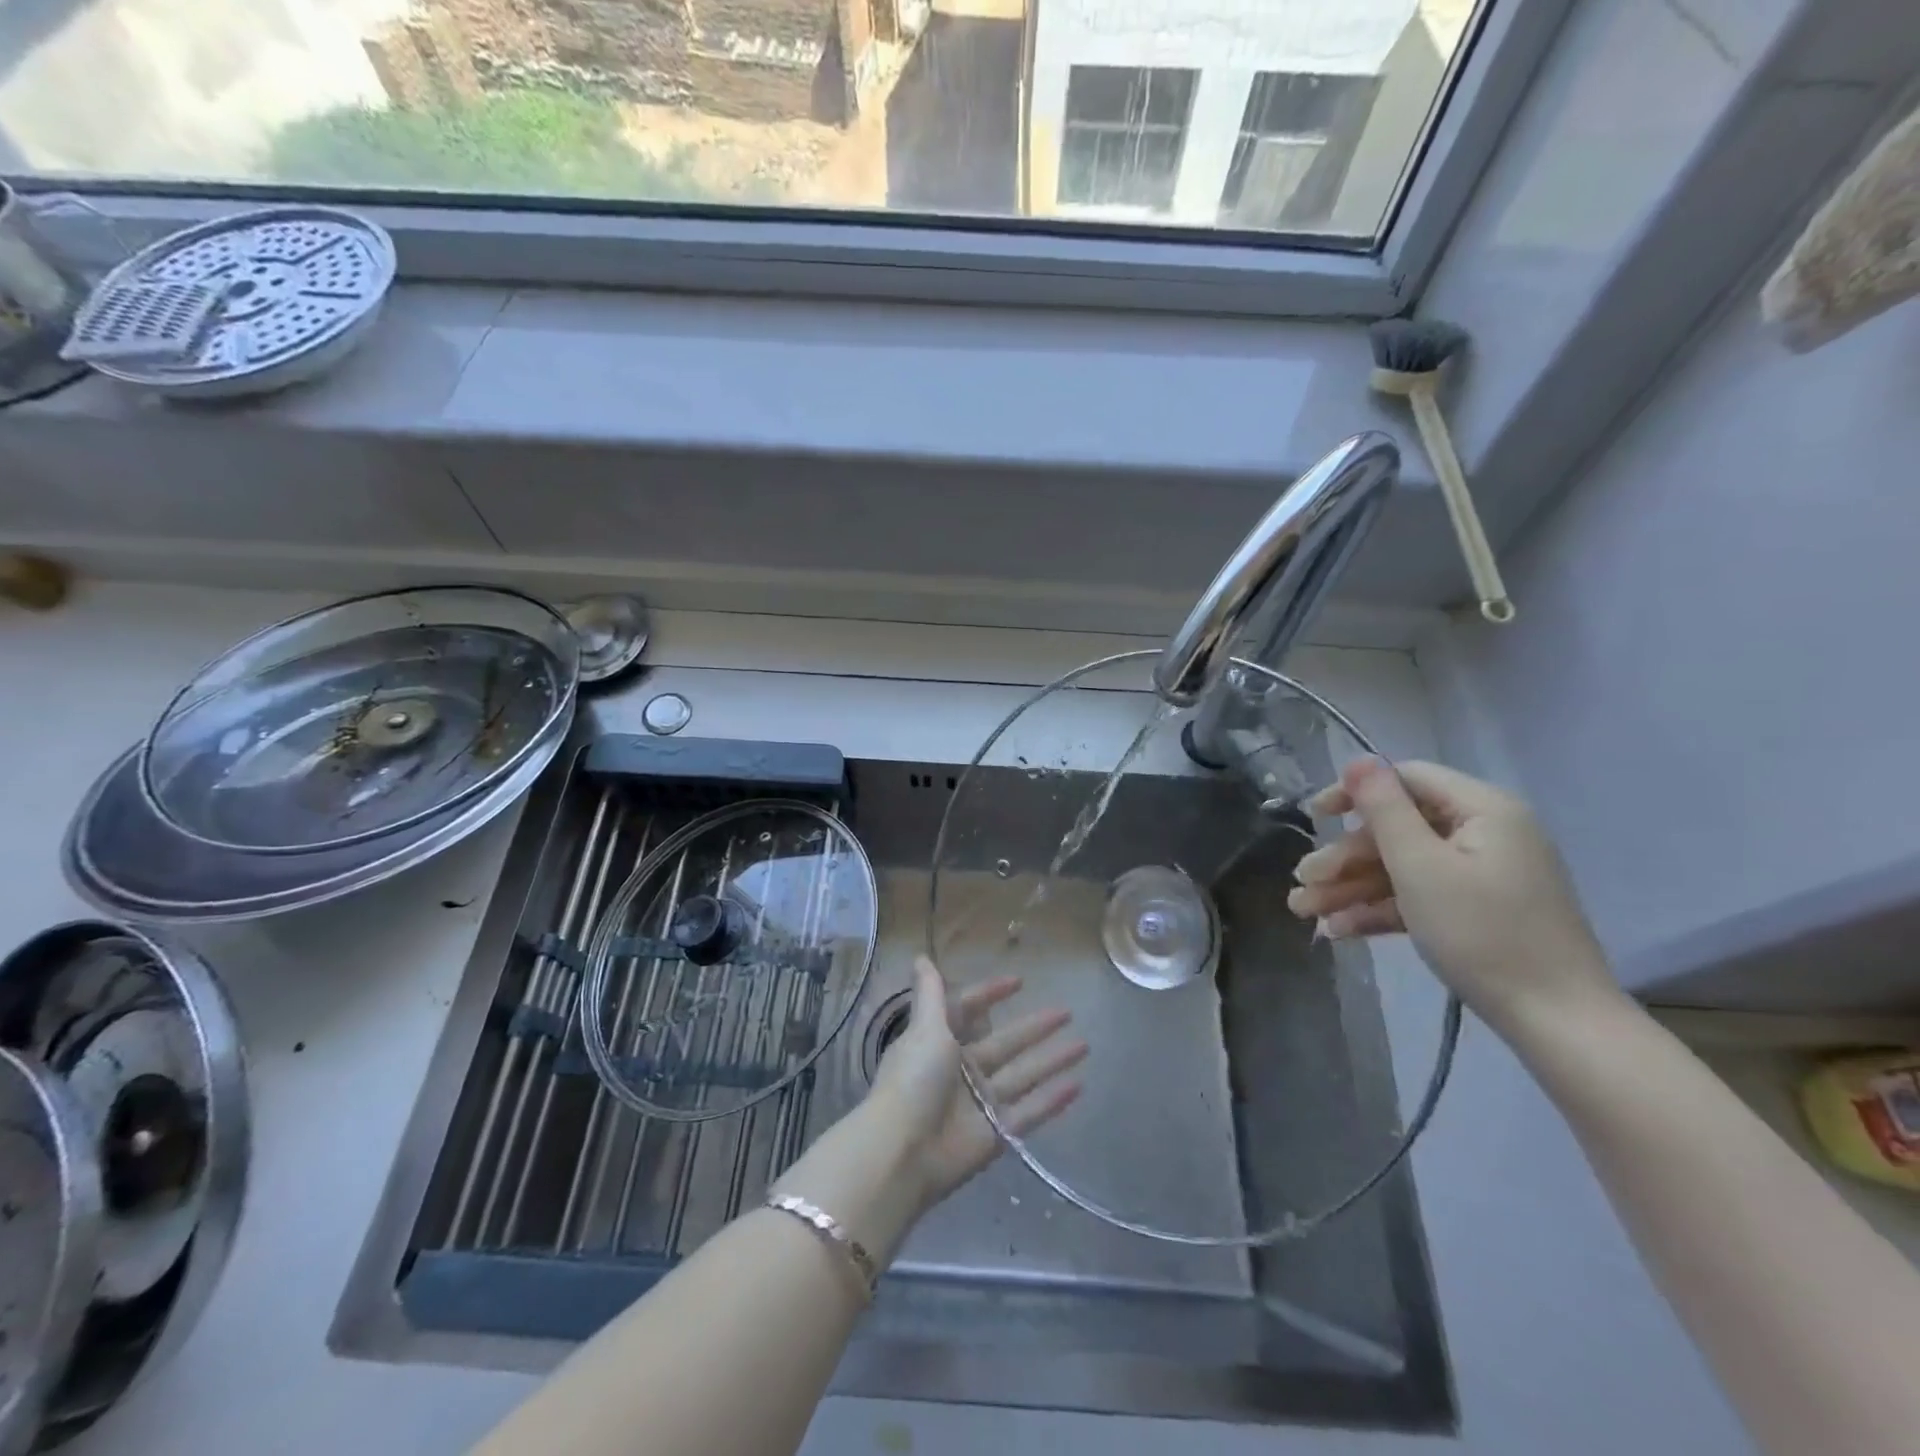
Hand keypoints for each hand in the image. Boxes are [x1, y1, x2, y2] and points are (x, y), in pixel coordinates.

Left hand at [869, 956, 1085, 1207]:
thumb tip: (920, 956)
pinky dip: (1052, 1102)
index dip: (991, 995)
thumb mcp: (924, 1029)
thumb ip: (930, 994)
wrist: (904, 1152)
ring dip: (1052, 1060)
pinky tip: (1079, 1086)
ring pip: (1023, 1074)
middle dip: (1034, 1027)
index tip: (1019, 981)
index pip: (969, 1011)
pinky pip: (1029, 1113)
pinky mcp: (996, 1134)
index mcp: (939, 1042)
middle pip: (1005, 1042)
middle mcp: (961, 1070)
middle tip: (1067, 1011)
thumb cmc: (914, 1081)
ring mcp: (980, 1103)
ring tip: (1084, 1044)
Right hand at [1285, 757, 1618, 1034]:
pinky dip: (1379, 910)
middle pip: (1397, 830)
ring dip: (1350, 888)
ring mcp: (1482, 875)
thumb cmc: (1483, 933)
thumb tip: (1359, 758)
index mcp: (1481, 810)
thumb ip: (1385, 809)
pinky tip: (1337, 931)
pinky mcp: (1477, 911)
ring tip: (1305, 913)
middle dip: (1344, 858)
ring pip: (1401, 868)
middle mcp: (1484, 834)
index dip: (1354, 794)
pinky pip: (1419, 897)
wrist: (1557, 1022)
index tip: (1314, 817)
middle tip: (1302, 882)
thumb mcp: (1420, 866)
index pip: (1407, 780)